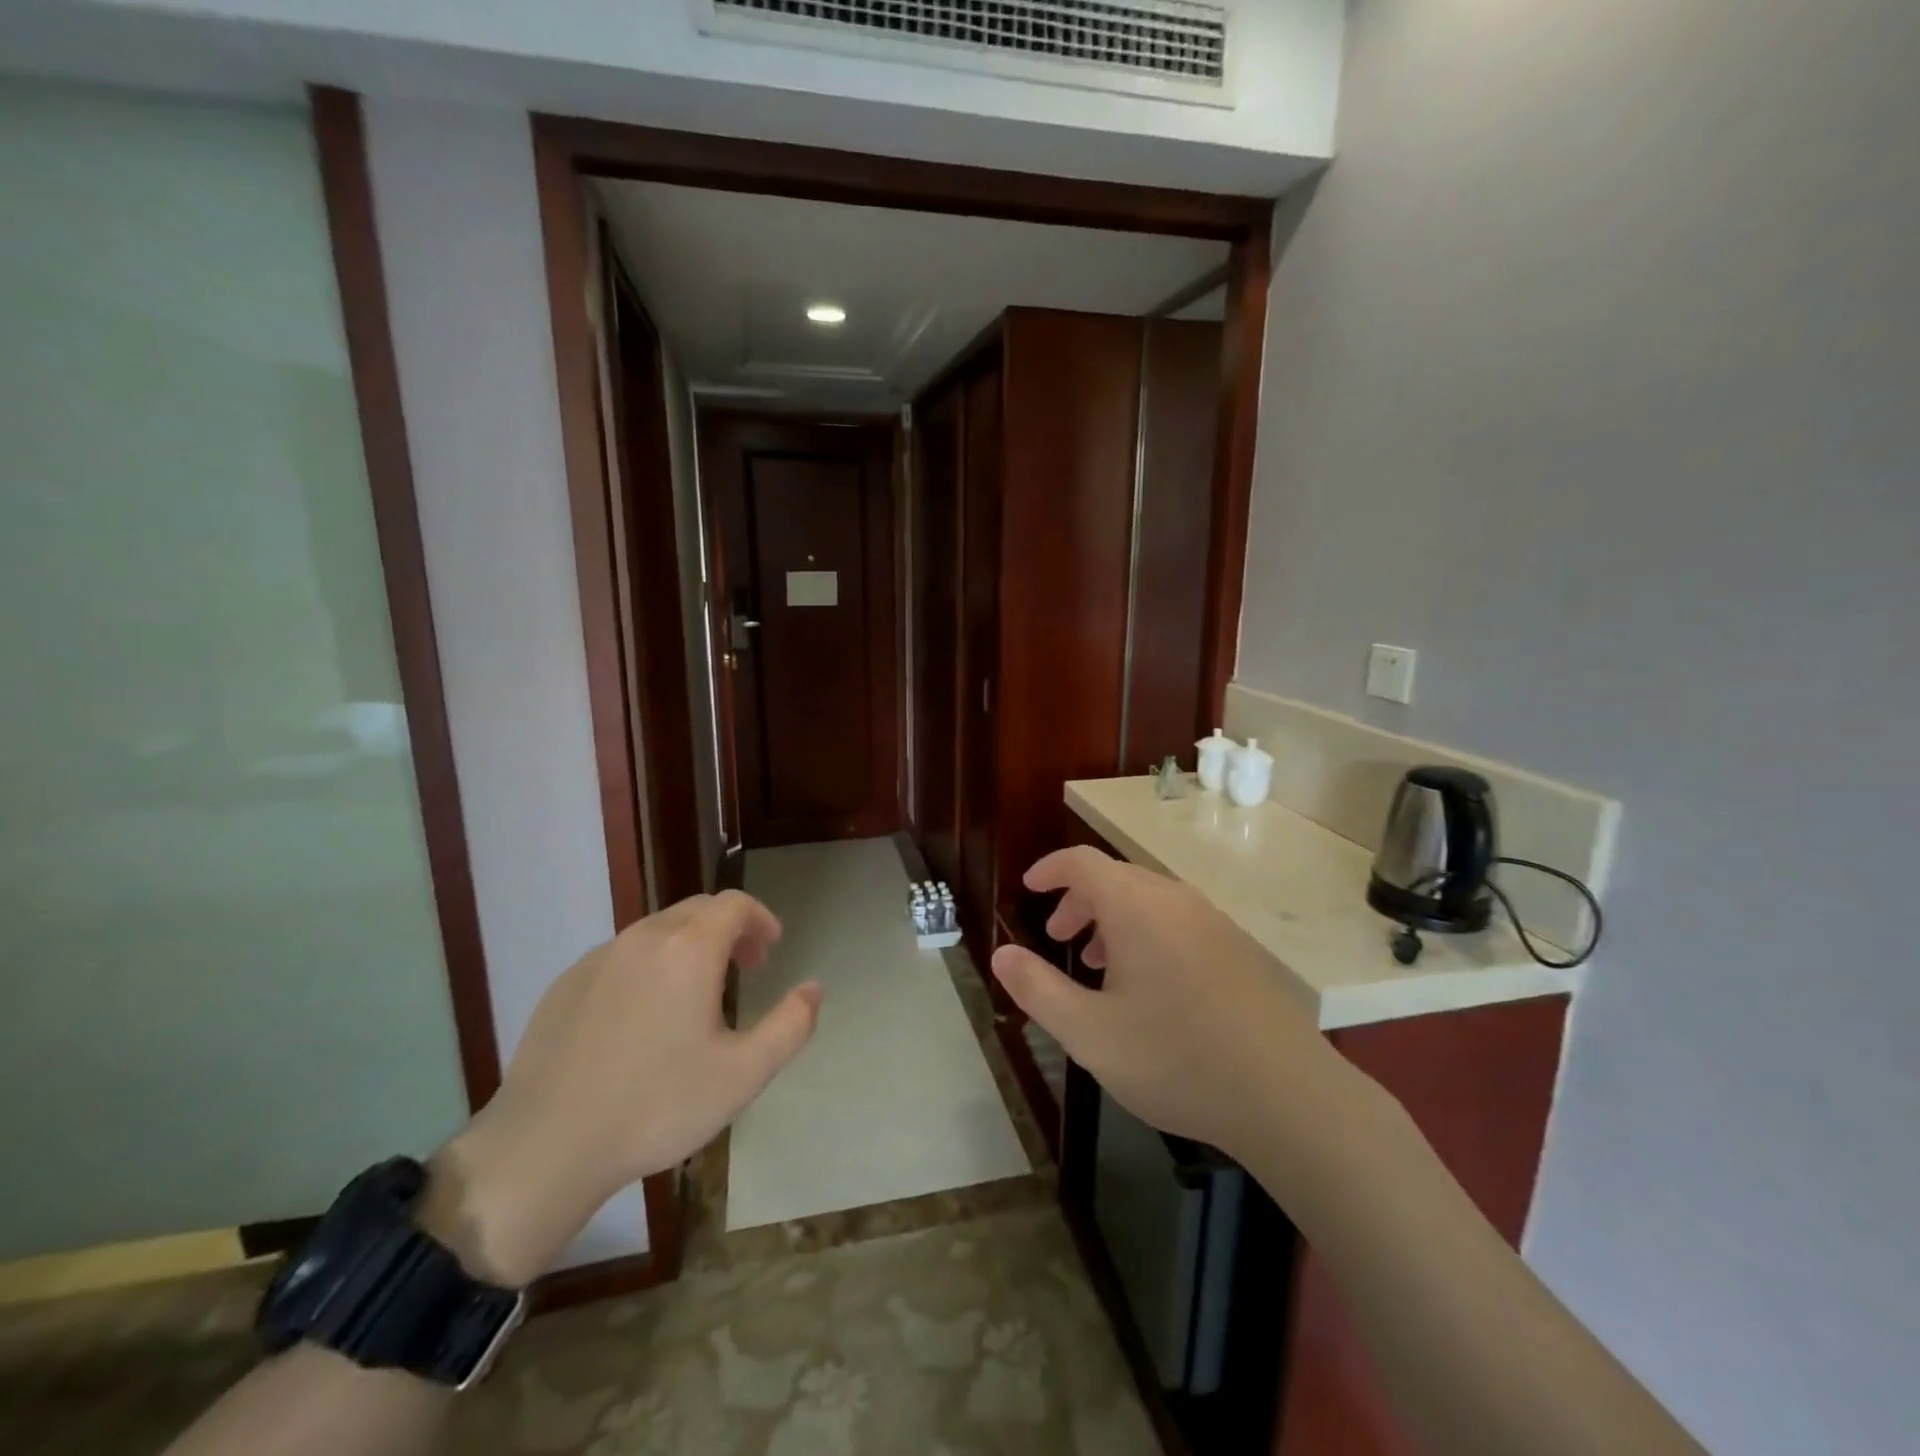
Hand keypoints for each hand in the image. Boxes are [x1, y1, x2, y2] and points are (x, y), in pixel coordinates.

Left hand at [420, 891, 819, 1283]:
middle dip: (729, 929)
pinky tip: (642, 1018)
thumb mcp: (743, 1075)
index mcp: (689, 950)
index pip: (735, 904)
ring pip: (657, 931)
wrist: (546, 1146)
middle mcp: (644, 938)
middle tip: (744, 969)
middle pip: (697, 910)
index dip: (761, 919)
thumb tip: (813, 988)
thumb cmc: (657, 1106)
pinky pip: (621, 956)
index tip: (770, 951)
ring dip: (689, 946)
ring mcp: (599, 959)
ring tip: (696, 994)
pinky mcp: (565, 984)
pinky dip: (648, 966)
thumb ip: (791, 1026)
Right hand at [990, 847, 1342, 1167]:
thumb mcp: (1089, 1033)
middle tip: (1058, 938)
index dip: (1049, 869)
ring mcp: (1213, 921)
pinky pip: (1177, 921)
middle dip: (1078, 900)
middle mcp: (1175, 899)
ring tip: (1098, 965)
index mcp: (1136, 906)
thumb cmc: (1175, 1058)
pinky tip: (1149, 987)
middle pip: (1115, 877)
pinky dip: (1146, 934)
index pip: (1082, 862)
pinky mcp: (1237, 948)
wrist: (1287, 1095)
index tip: (1029, 888)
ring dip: (1112, 919)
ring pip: (1148, 900)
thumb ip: (1037, 988)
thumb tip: (1000, 954)